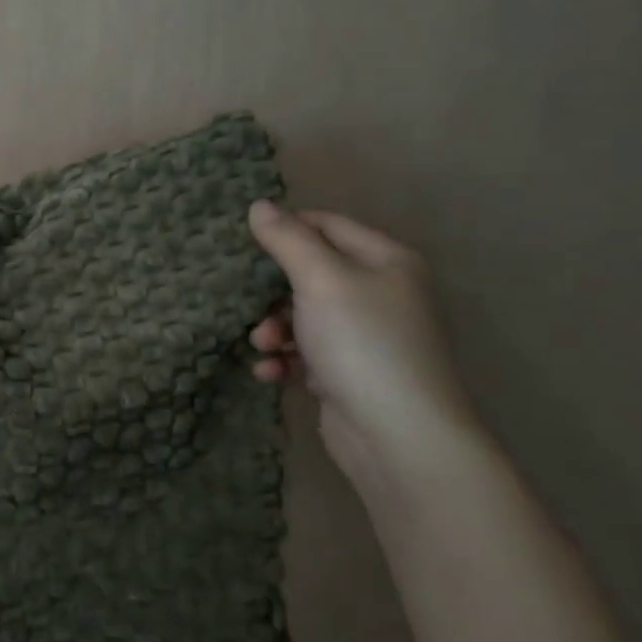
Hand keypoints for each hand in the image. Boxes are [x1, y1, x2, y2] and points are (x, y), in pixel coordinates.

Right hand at [247, 202, 476, 484]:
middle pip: (310, 273)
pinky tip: (271, 373)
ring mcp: (366, 337)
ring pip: (303, 316)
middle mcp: (381, 293)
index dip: (285, 230)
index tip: (243, 245)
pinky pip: (307, 354)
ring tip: (264, 346)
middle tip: (248, 303)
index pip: (327, 225)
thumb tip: (259, 205)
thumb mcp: (321, 281)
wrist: (398, 436)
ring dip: (274, 329)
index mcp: (386, 261)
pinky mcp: (350, 373)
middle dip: (272, 291)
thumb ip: (288, 240)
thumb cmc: (362, 344)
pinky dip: (285, 360)